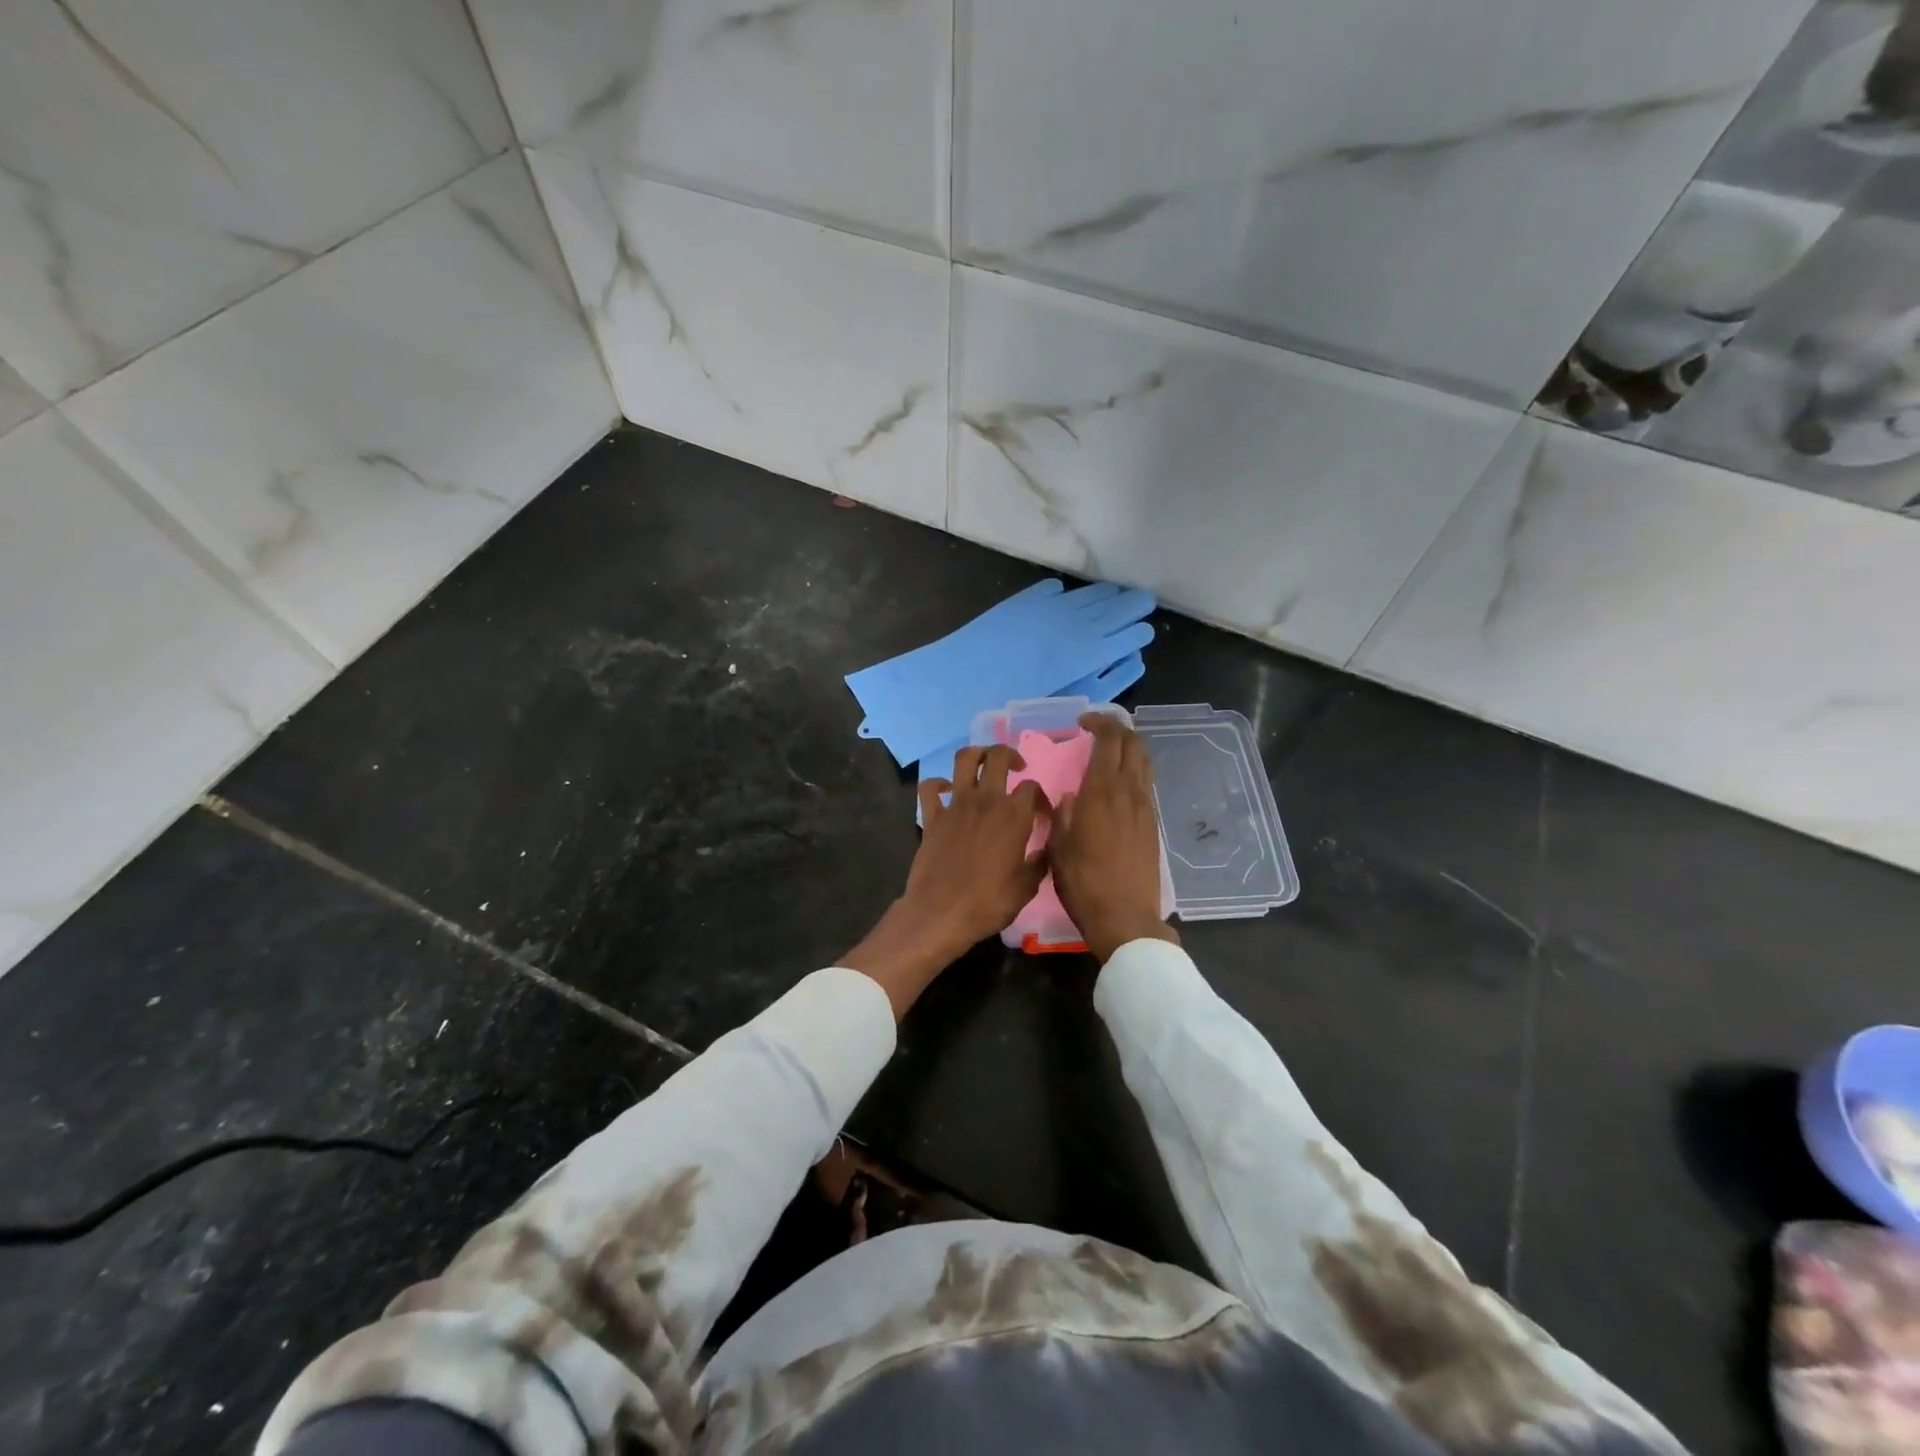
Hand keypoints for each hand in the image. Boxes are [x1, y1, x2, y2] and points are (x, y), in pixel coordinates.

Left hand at [841, 745, 1045, 1017]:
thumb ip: (1040, 860)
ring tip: (984, 764)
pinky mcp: (932, 816)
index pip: (1032, 788)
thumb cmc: (989, 903)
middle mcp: (986, 801)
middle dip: (1010, 755)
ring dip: (976, 754)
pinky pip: (930, 787)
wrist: (941, 914)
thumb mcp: (1027, 887)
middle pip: (998, 757)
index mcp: (1014, 816)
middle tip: (1016, 768)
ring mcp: (955, 805)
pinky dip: (938, 783)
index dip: (1040, 797)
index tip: (1041, 814)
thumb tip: (1048, 847)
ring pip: (964, 759)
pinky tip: (947, 790)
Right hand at [1050, 714, 1177, 963]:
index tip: (1082, 723)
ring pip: (1144, 762)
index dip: (1098, 723)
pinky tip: (1116, 785)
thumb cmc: (1083, 882)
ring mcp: (1145, 808)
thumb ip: (1062, 815)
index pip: (1109, 740)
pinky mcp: (1152, 824)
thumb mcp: (1058, 847)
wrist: (1124, 917)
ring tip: (1107, 753)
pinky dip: (1133, 771)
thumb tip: (1070, 796)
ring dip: (1128, 748)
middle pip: (1133, 743)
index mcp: (1102, 791)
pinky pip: (1145, 784)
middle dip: (1116, 729)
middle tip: (1095, 732)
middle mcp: (1128, 792)